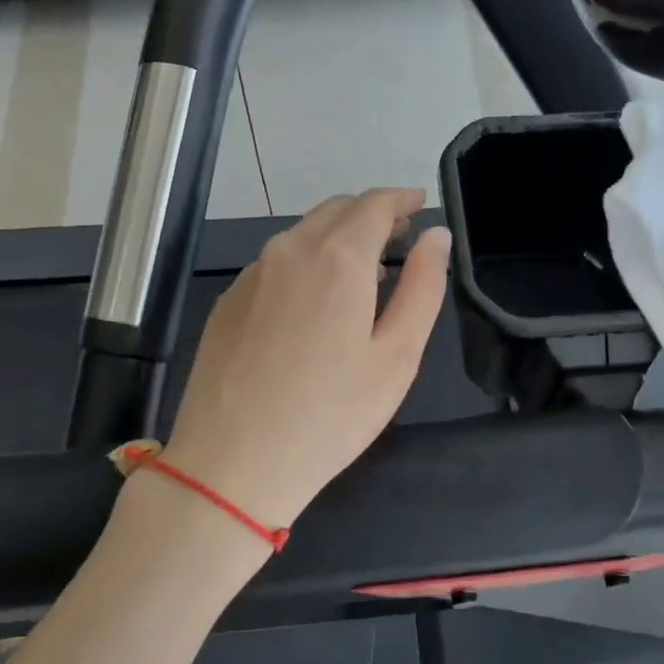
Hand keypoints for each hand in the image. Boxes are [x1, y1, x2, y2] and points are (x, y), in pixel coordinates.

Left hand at [161, 188, 450, 528]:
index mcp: (337, 258)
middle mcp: (289, 251)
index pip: (374, 204)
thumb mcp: (397, 356)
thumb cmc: (331, 415)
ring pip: (303, 235)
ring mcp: (252, 274)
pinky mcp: (228, 301)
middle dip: (372, 215)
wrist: (233, 464)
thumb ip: (422, 287)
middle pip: (336, 210)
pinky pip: (276, 263)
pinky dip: (306, 263)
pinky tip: (314, 304)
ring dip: (338, 238)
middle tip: (400, 239)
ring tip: (363, 273)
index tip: (421, 205)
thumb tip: (436, 237)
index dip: (402, 199)